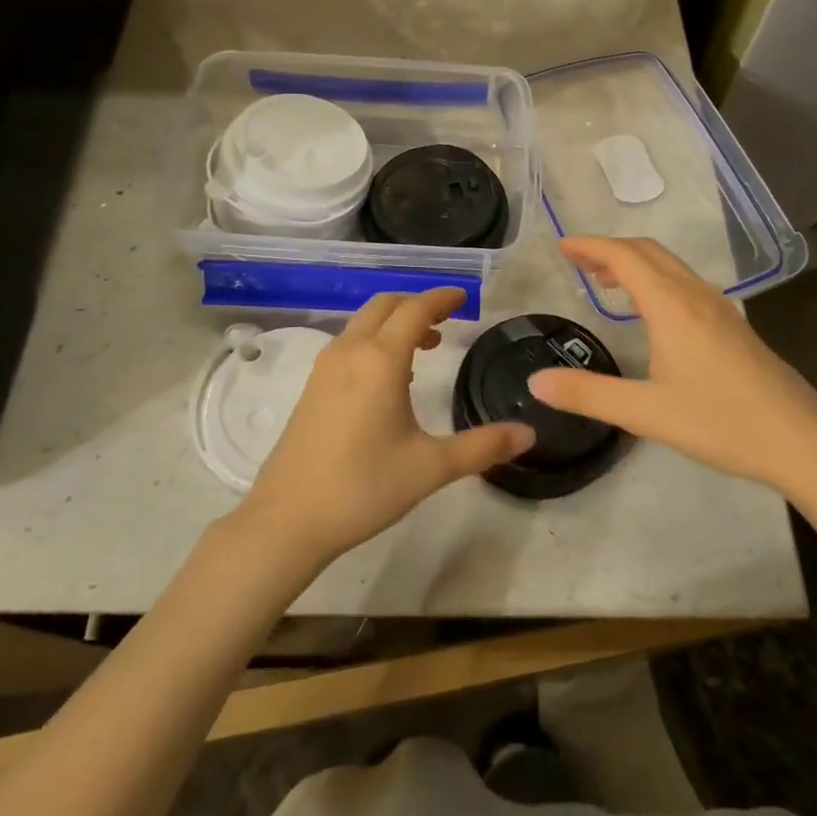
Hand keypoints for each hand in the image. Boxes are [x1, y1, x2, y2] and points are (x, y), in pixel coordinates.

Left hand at [239, 288, 535, 567]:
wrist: (288, 519)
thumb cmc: (363, 487)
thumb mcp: (430, 468)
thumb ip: (482, 447)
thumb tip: (529, 434)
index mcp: (380, 360)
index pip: (415, 310)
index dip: (441, 298)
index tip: (463, 296)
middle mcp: (350, 352)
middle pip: (384, 306)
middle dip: (417, 304)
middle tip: (447, 320)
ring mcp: (325, 368)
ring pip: (363, 324)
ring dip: (394, 323)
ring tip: (425, 348)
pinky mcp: (312, 387)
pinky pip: (349, 345)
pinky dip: (374, 342)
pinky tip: (389, 379)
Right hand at [529, 236, 816, 494]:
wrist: (801, 440)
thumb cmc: (721, 421)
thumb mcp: (646, 413)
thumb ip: (589, 394)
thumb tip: (536, 381)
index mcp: (671, 306)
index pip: (625, 257)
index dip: (591, 246)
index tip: (563, 246)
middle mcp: (695, 295)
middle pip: (648, 252)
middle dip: (610, 249)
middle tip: (578, 261)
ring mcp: (718, 308)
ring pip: (670, 266)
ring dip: (635, 263)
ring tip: (607, 281)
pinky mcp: (732, 325)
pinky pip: (684, 283)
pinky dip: (655, 279)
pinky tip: (651, 311)